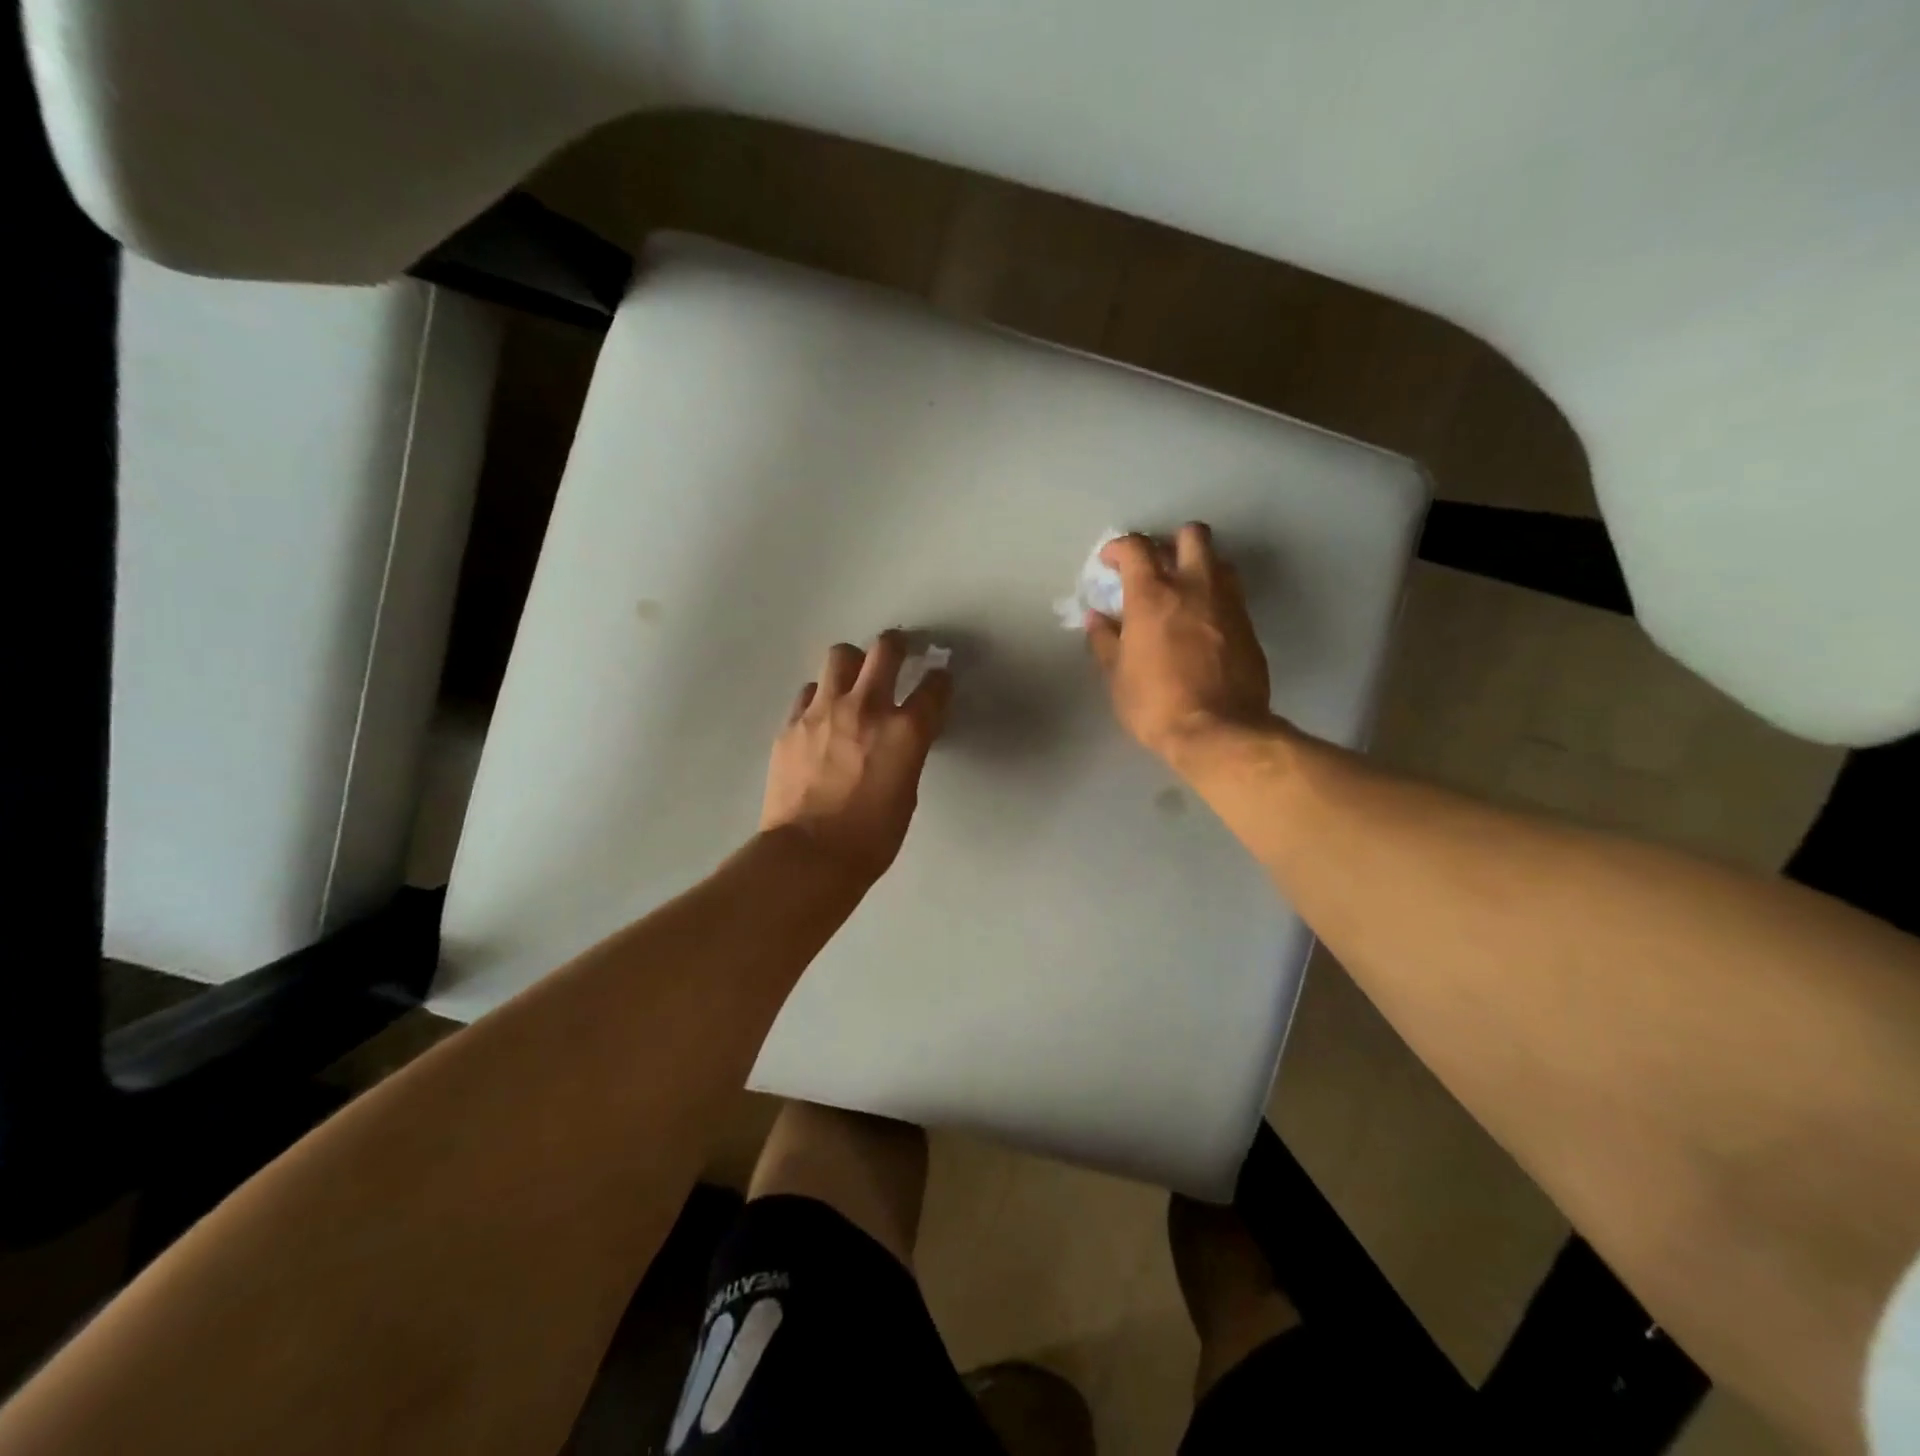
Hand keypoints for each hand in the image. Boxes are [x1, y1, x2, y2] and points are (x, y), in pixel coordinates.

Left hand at [761, 631, 953, 882]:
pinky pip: (809, 692)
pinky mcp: (792, 723)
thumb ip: (906, 753)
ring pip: (839, 656)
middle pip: (885, 649)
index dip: (940, 679)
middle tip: (898, 651)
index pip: (933, 686)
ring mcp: (824, 711)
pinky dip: (821, 696)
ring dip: (853, 662)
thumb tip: (901, 738)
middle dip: (897, 645)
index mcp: (905, 731)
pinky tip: (822, 715)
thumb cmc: (871, 838)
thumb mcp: (906, 792)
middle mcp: (866, 708)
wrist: (809, 856)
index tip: (938, 679)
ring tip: (853, 679)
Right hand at [1086, 524, 1274, 761]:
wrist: (1219, 731)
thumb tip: (1096, 618)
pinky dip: (1215, 596)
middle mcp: (1194, 587)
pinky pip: (1232, 594)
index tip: (1110, 562)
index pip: (1136, 547)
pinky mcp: (1249, 625)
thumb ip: (1105, 641)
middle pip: (1191, 535)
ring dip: (1199, 565)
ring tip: (1183, 591)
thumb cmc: (1156, 705)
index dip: (1119, 547)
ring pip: (1218, 560)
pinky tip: (1203, 623)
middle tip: (1156, 566)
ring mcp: (1228, 603)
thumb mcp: (1117, 677)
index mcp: (1153, 595)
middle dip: (1170, 542)